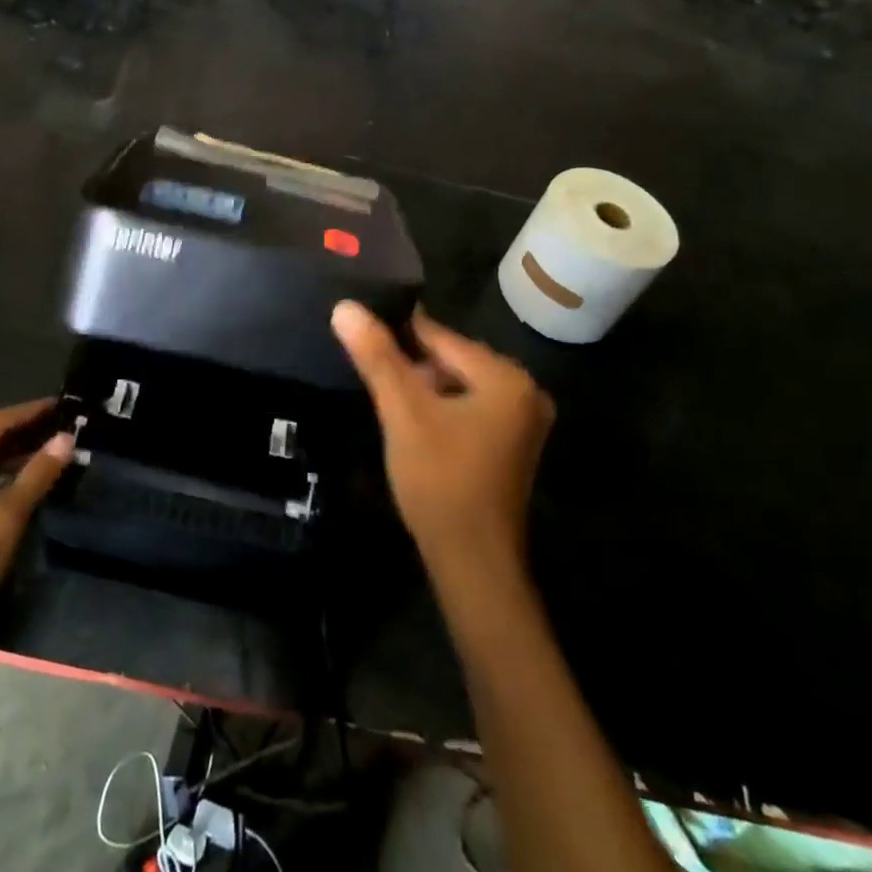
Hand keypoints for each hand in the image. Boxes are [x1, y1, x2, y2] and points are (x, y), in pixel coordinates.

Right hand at [332, 303, 553, 584]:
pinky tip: (414, 424)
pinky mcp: (512, 446)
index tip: (363, 329)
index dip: (399, 332)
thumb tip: (345, 307)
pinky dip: (442, 410)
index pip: (441, 337)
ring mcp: (523, 422)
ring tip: (387, 398)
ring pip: (459, 386)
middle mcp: (525, 392)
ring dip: (425, 389)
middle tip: (371, 372)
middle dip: (413, 365)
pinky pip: (470, 408)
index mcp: (507, 378)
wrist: (473, 564)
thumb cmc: (440, 481)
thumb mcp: (403, 413)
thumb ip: (377, 357)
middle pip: (453, 360)